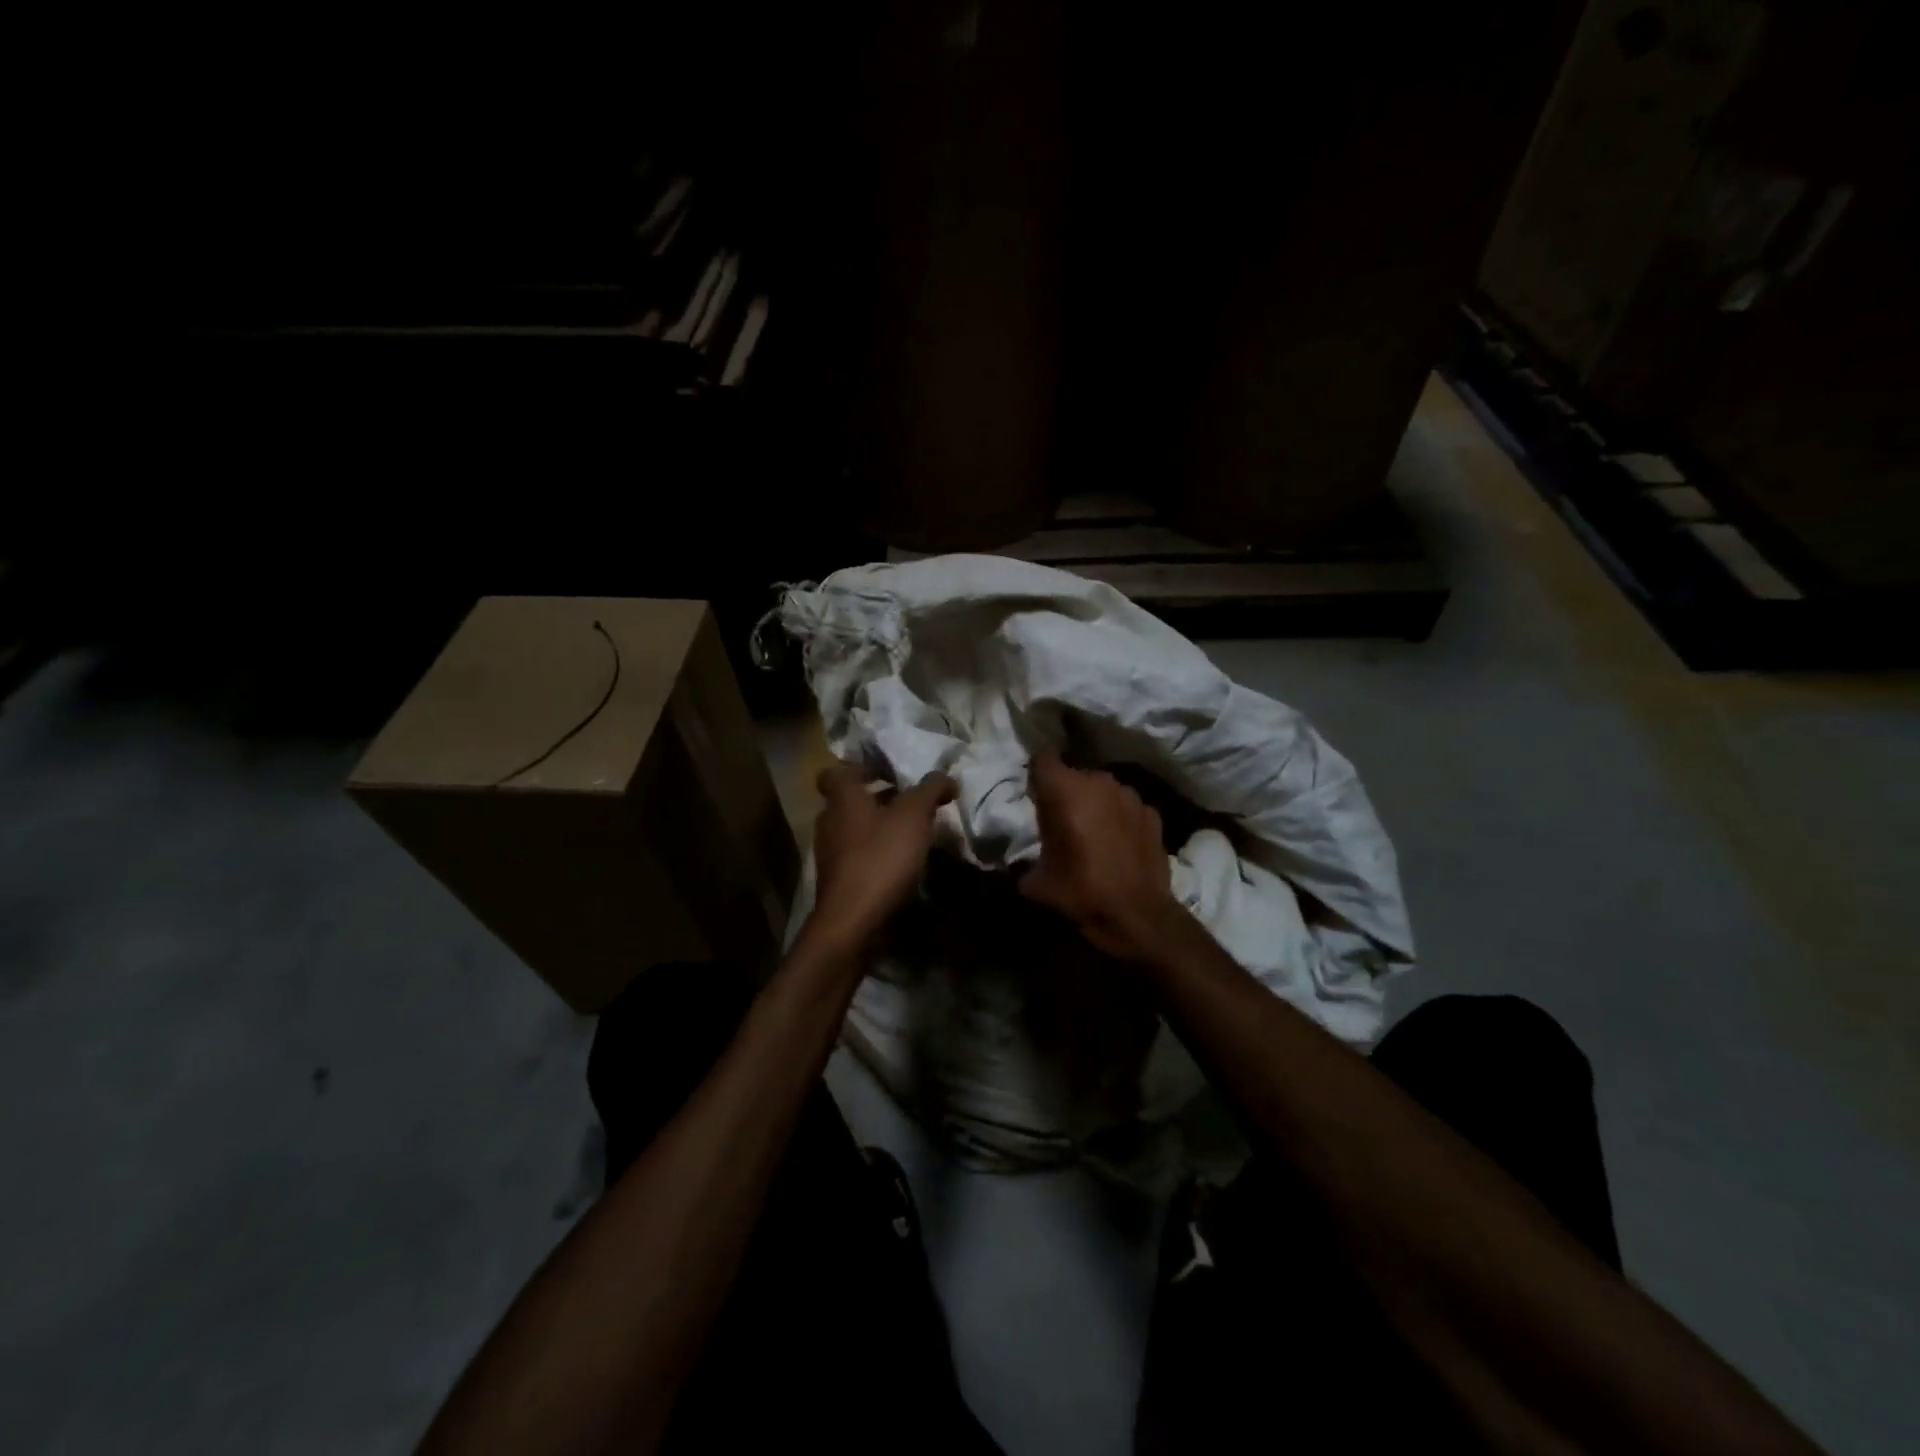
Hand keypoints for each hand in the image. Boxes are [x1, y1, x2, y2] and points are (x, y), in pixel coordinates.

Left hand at [807, 761, 956, 948]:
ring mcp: (830, 855)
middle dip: (878, 799)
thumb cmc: (881, 858)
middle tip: (910, 801)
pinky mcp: (839, 882)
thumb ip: (930, 790)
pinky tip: (904, 864)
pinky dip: (878, 855)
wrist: (853, 922)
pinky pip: (859, 858)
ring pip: (855, 830)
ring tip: (913, 833)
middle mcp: (829, 822)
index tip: (888, 772)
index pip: (836, 772)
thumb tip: (945, 776)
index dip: (860, 768)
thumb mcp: (914, 816)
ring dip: (880, 829)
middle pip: (850, 802)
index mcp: (842, 799)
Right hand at [1019, 753, 1185, 961]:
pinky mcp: (1152, 813)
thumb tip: (1022, 865)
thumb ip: (1023, 863)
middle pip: (1075, 775)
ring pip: (1103, 790)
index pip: (1043, 758)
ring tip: (1093, 833)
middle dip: (1066, 793)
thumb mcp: (1036, 883)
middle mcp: (1099, 782)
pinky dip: (1120, 819)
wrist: (1138, 916)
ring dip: (1095, 804)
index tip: (1035, 794)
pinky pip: (1127, 807)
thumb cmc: (1081, 892)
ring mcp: (1130, 795)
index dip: (1036, 774)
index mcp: (1065, 791)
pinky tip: (1119, 844)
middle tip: (1061, 821)